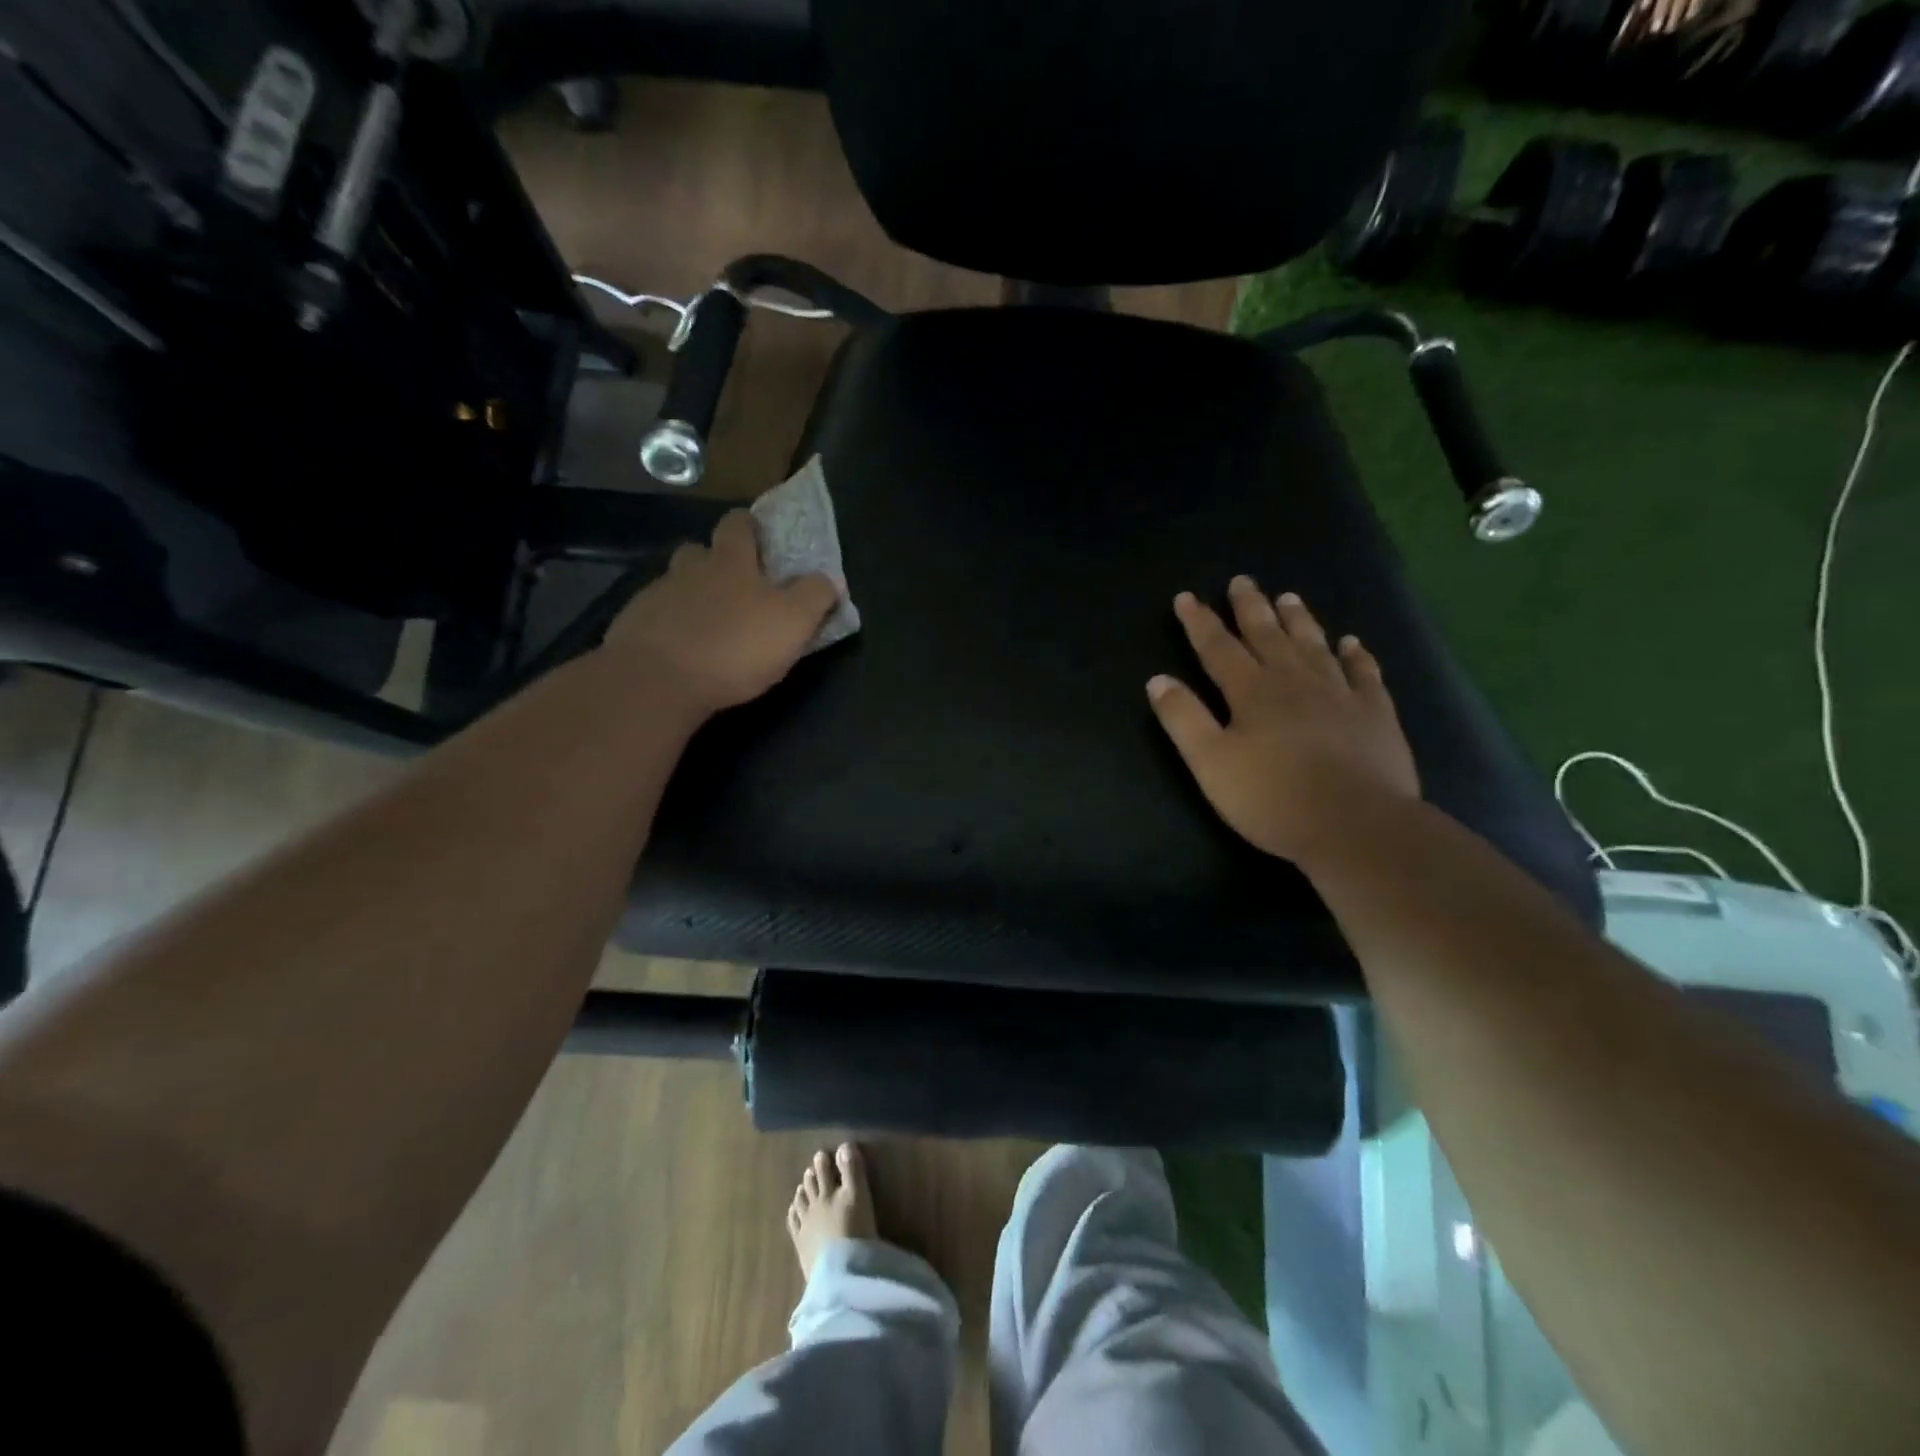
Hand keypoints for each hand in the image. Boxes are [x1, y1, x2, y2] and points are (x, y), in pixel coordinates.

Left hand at [605, 510, 838, 716]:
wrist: (657, 680)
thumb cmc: (735, 646)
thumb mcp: (793, 622)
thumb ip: (814, 596)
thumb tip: (831, 578)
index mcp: (730, 562)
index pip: (738, 525)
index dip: (748, 526)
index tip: (758, 535)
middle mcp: (689, 569)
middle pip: (699, 551)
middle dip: (714, 560)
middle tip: (733, 584)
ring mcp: (655, 597)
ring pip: (675, 584)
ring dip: (690, 595)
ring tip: (706, 622)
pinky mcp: (633, 627)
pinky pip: (655, 617)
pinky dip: (668, 626)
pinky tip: (679, 649)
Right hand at [1148, 579, 1418, 863]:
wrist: (1355, 825)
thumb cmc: (1272, 797)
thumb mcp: (1211, 763)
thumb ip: (1183, 719)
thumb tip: (1158, 679)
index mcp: (1252, 692)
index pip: (1218, 648)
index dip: (1199, 622)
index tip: (1186, 598)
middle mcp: (1294, 681)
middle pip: (1268, 636)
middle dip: (1250, 608)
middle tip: (1242, 581)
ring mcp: (1340, 694)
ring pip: (1314, 646)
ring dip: (1299, 620)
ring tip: (1289, 597)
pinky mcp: (1374, 714)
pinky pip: (1364, 674)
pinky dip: (1356, 655)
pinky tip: (1351, 643)